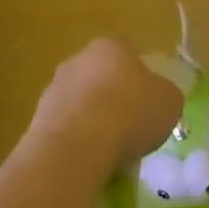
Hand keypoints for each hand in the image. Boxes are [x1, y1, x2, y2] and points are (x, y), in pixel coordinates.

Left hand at [29, 38, 184, 181]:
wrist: (78, 145)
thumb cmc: (131, 112)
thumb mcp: (170, 102)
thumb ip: (165, 95)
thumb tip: (158, 99)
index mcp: (112, 46)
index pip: (129, 56)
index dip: (141, 81)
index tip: (148, 106)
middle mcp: (79, 59)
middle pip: (102, 78)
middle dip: (114, 100)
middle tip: (130, 129)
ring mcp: (54, 88)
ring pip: (82, 104)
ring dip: (94, 122)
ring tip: (111, 153)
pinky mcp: (38, 119)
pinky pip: (67, 129)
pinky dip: (77, 143)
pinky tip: (90, 162)